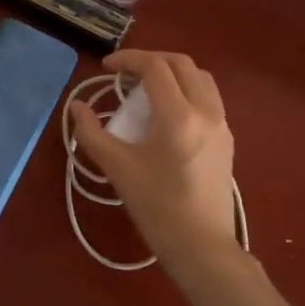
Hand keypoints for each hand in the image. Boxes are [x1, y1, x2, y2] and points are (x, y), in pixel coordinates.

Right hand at [69, 50, 246, 287]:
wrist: (201, 245)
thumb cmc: (156, 207)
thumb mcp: (117, 168)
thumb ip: (92, 133)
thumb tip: (77, 107)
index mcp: (179, 115)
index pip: (155, 67)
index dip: (129, 59)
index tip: (106, 67)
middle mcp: (206, 111)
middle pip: (182, 64)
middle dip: (152, 61)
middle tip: (126, 73)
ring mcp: (222, 125)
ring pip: (201, 79)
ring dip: (174, 73)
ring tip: (148, 88)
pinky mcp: (227, 140)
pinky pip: (210, 99)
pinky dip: (188, 91)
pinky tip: (169, 113)